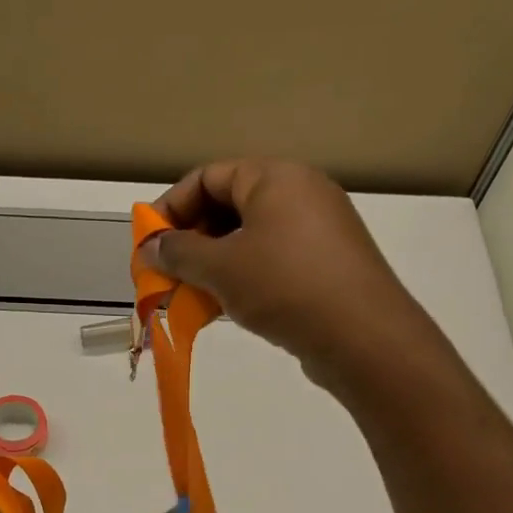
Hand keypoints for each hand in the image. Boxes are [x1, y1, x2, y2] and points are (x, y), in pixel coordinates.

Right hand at [141, 160, 419, 379]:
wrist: (362, 336)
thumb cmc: (285, 287)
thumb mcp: (221, 268)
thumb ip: (179, 253)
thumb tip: (150, 247)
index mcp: (275, 177)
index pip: (208, 177)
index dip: (171, 207)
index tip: (149, 244)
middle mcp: (300, 194)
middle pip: (229, 206)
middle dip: (191, 241)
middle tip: (167, 275)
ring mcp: (318, 230)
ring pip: (249, 238)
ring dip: (214, 265)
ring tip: (191, 297)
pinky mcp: (327, 265)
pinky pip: (272, 261)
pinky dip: (242, 278)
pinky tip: (225, 309)